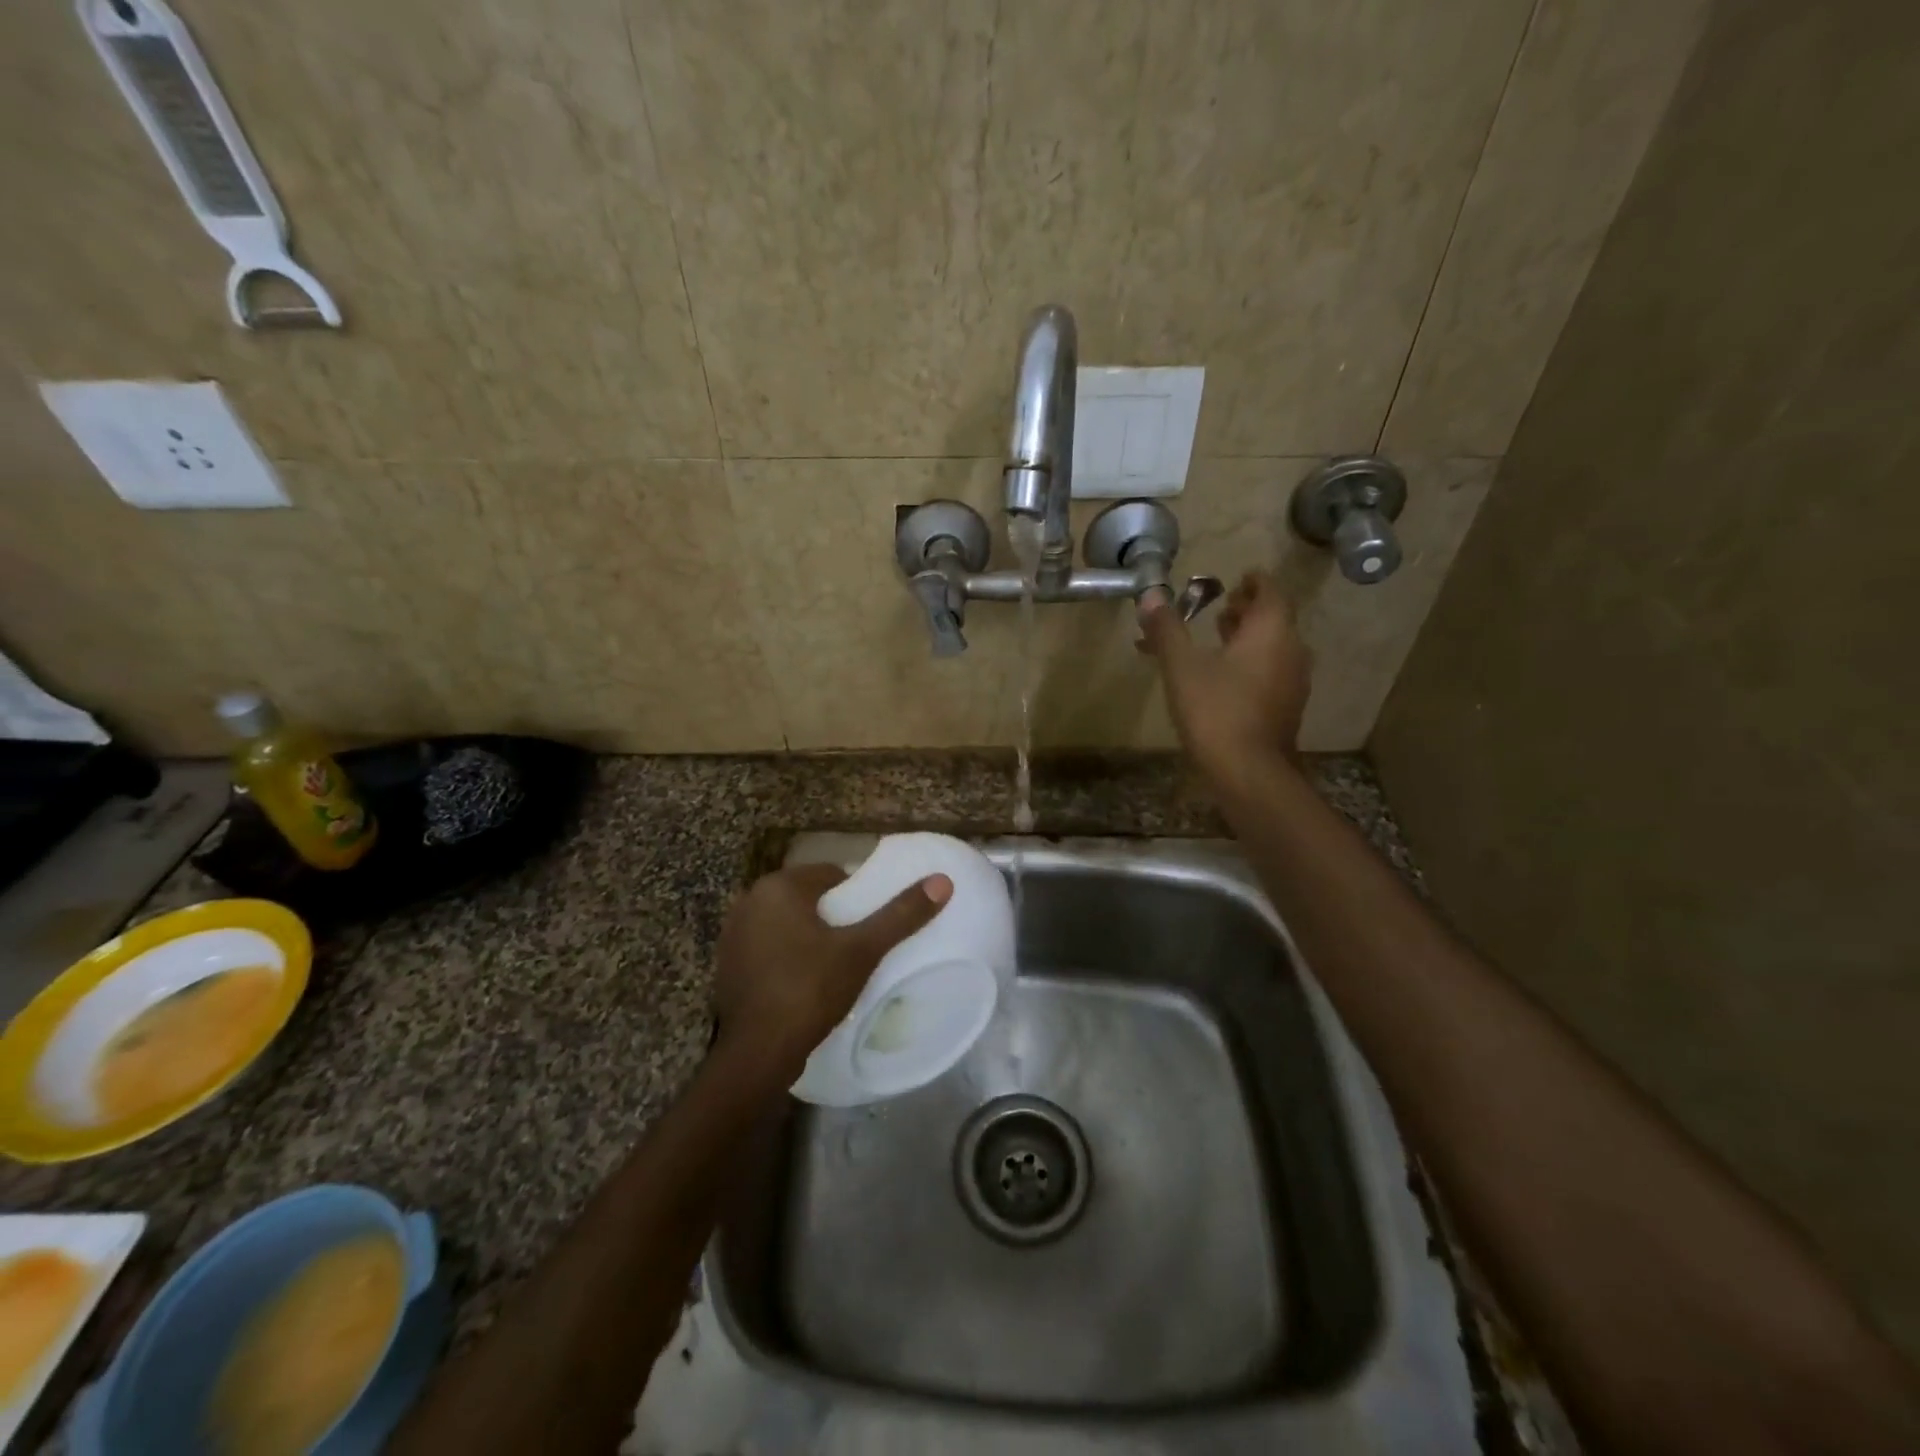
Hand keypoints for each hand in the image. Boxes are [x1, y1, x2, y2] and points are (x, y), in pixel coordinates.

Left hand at [712, 863, 952, 1081]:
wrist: (757, 1053)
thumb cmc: (810, 989)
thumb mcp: (862, 950)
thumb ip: (900, 915)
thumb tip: (942, 881)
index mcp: (778, 887)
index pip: (830, 875)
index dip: (856, 897)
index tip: (869, 926)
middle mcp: (749, 901)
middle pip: (807, 898)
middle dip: (832, 917)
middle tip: (857, 947)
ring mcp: (732, 934)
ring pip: (786, 923)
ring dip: (808, 936)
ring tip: (834, 966)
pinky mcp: (727, 965)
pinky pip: (768, 947)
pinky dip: (786, 957)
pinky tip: (803, 983)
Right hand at [1139, 570, 1310, 786]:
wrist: (1248, 772)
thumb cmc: (1215, 710)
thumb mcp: (1181, 666)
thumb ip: (1167, 629)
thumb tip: (1150, 594)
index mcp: (1271, 630)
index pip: (1270, 591)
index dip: (1252, 582)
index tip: (1234, 579)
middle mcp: (1291, 650)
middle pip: (1273, 619)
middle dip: (1246, 611)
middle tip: (1219, 609)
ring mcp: (1293, 682)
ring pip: (1272, 647)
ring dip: (1247, 639)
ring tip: (1217, 640)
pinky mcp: (1287, 708)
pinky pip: (1270, 672)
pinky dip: (1249, 664)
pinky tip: (1224, 678)